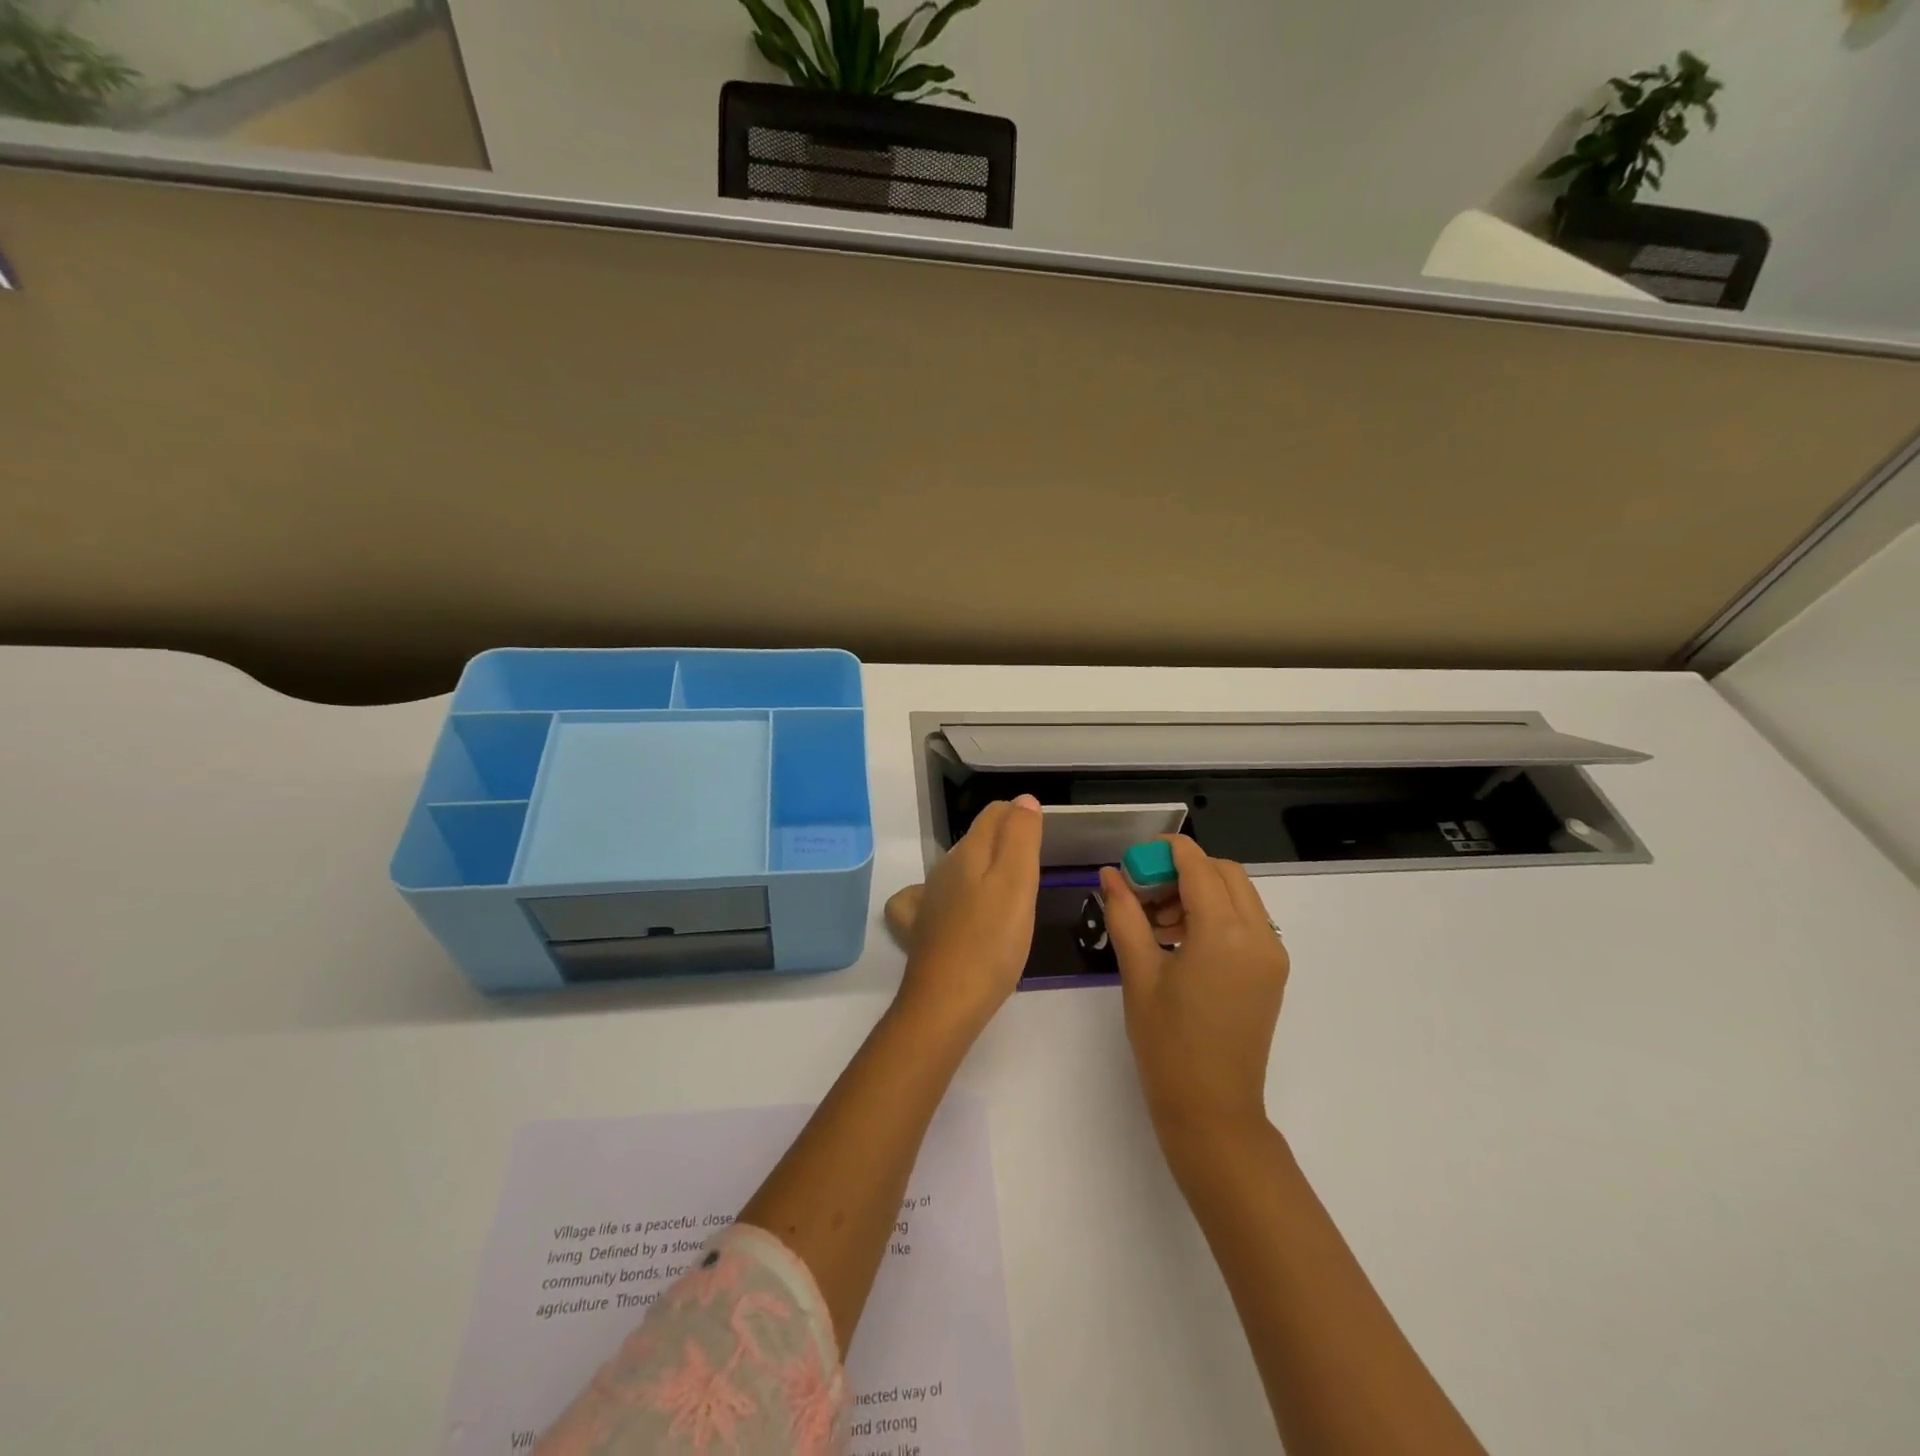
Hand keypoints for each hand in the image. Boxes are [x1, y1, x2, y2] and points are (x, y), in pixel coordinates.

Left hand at [895, 796, 1042, 1032]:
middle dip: (1004, 842)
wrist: (946, 1003)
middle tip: (1033, 866)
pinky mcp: (922, 929)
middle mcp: (944, 869)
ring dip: (983, 870)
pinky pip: (932, 899)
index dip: (1019, 816)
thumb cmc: (992, 942)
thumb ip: (1021, 838)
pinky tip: (958, 912)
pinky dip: (949, 896)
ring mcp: (929, 900)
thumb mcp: (1017, 884)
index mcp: (969, 853)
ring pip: (959, 869)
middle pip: (977, 840)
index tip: (1042, 836)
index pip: (994, 814)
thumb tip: (1023, 800)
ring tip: (1007, 892)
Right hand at [1100, 836, 1289, 1142]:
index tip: (1133, 862)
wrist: (1213, 1112)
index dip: (1164, 852)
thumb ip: (1125, 914)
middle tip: (1144, 892)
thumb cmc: (1167, 1044)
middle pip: (1224, 872)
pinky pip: (1246, 921)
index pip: (1198, 865)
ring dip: (1200, 891)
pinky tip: (1181, 941)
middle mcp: (1259, 935)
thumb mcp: (1138, 973)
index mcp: (1225, 933)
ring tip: (1157, 921)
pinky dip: (1216, 914)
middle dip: (1183, 870)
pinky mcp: (1272, 972)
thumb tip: (1110, 874)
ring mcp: (1272, 954)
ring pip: (1238, 894)